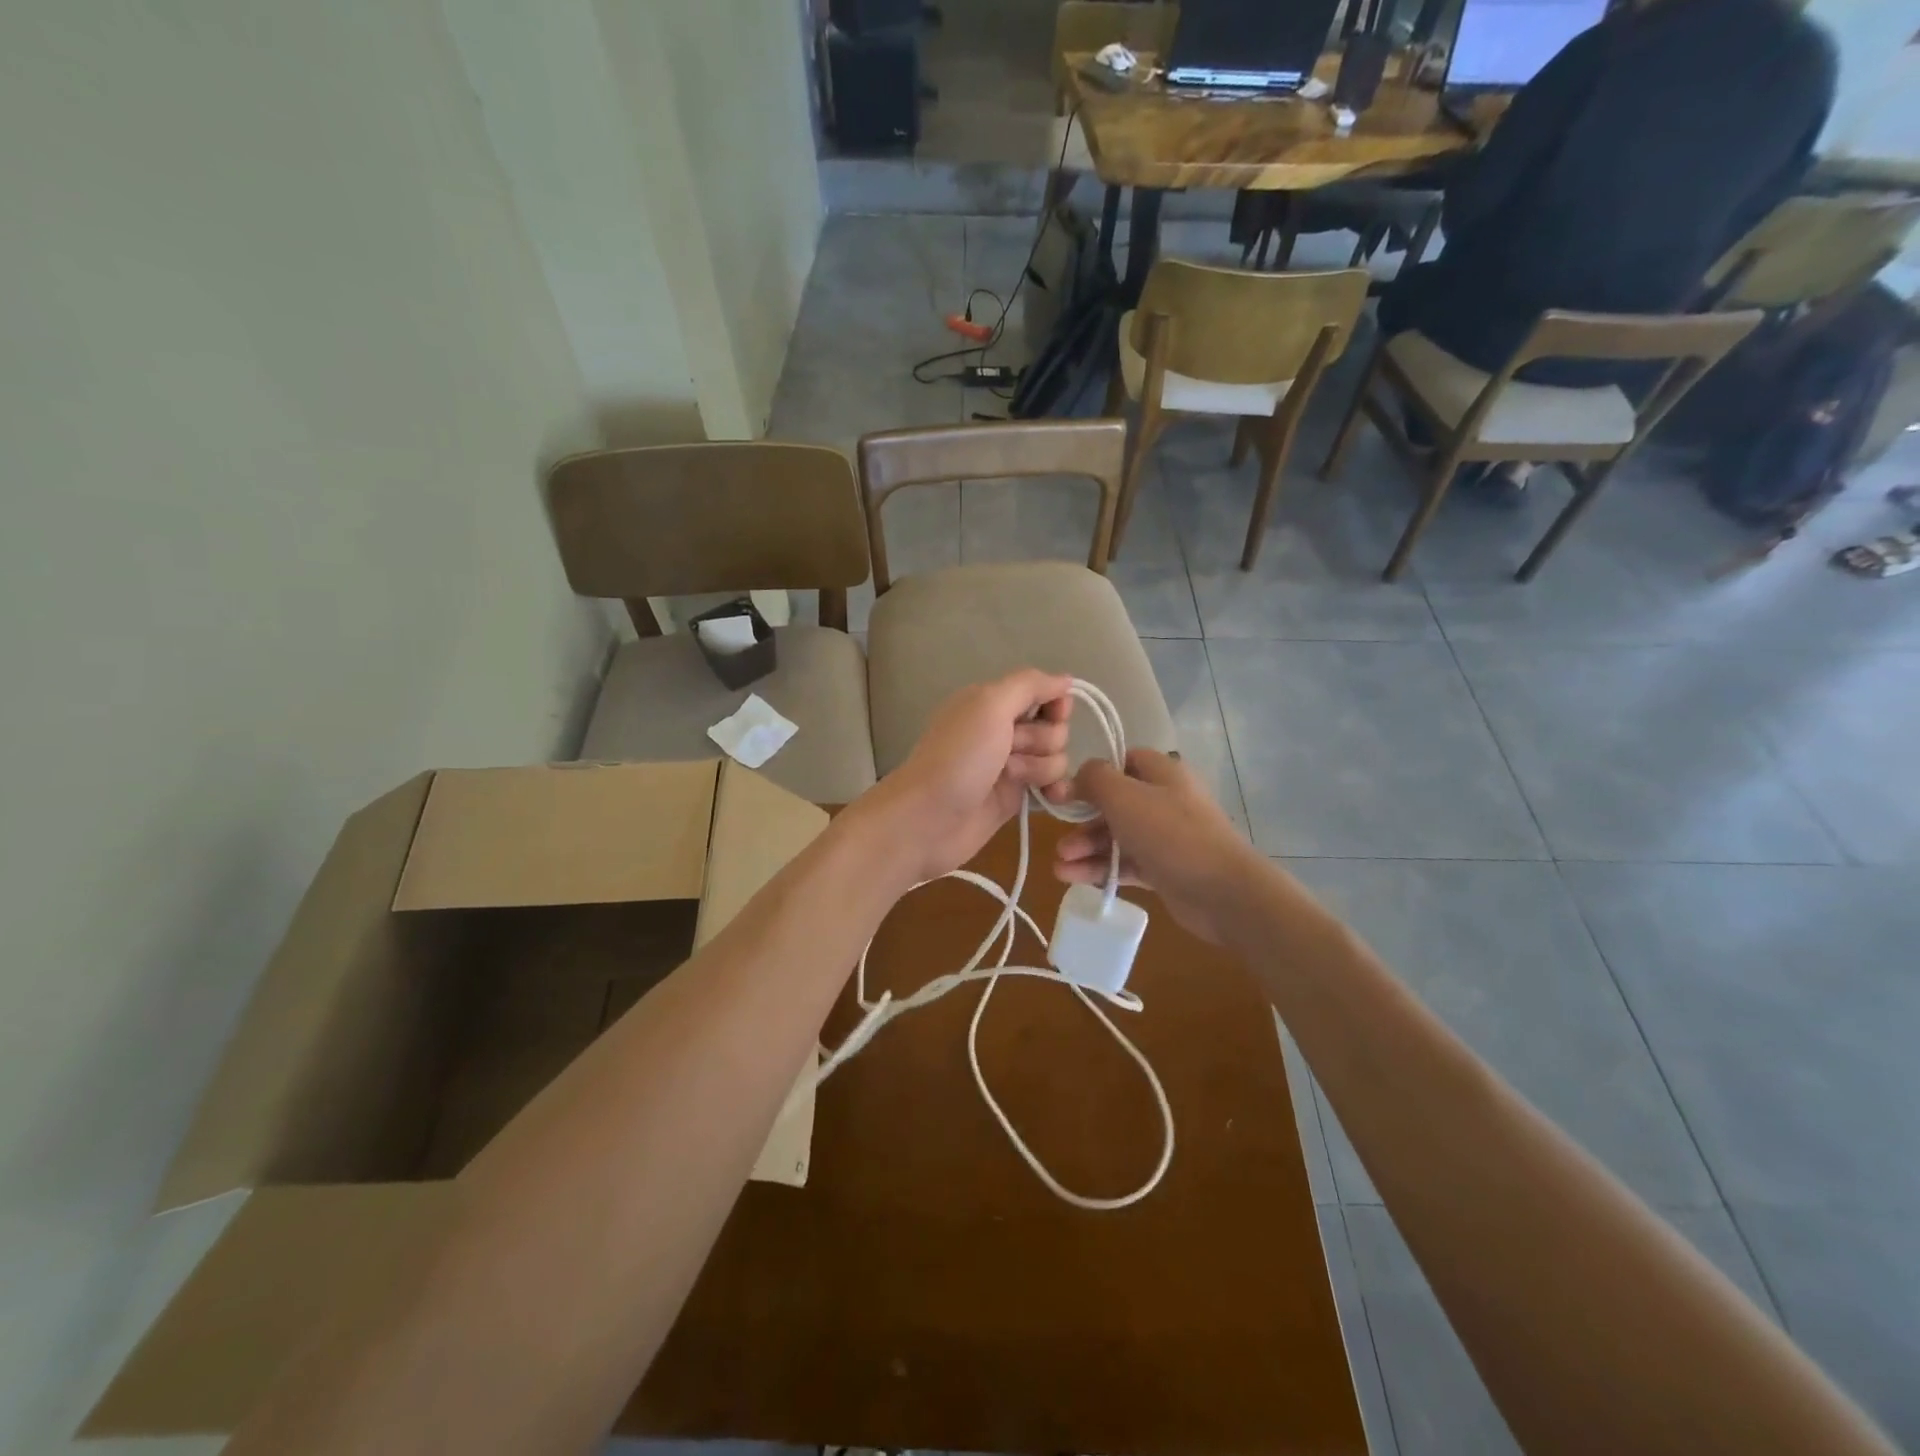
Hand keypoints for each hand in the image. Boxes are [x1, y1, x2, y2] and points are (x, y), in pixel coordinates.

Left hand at [856, 669, 1075, 886]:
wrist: (928, 819)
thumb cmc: (958, 757)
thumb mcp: (989, 704)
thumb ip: (1030, 685)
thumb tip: (1066, 679)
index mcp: (992, 702)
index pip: (1044, 693)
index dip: (1056, 705)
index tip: (1052, 716)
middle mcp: (1003, 730)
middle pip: (1054, 728)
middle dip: (1040, 740)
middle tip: (1008, 753)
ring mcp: (1010, 766)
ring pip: (1055, 758)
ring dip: (1039, 767)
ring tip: (1008, 778)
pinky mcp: (1015, 798)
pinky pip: (1052, 786)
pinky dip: (1055, 790)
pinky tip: (1051, 797)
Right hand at [1054, 750, 1264, 944]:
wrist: (1222, 892)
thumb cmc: (1171, 833)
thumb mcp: (1124, 796)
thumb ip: (1094, 779)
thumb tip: (1078, 774)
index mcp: (1162, 773)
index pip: (1124, 761)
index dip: (1094, 774)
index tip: (1068, 793)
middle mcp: (1165, 800)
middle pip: (1115, 803)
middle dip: (1083, 821)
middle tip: (1059, 840)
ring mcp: (1166, 837)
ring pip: (1118, 836)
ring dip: (1087, 849)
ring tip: (1060, 867)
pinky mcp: (1165, 869)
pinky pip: (1127, 864)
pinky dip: (1101, 870)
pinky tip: (1074, 878)